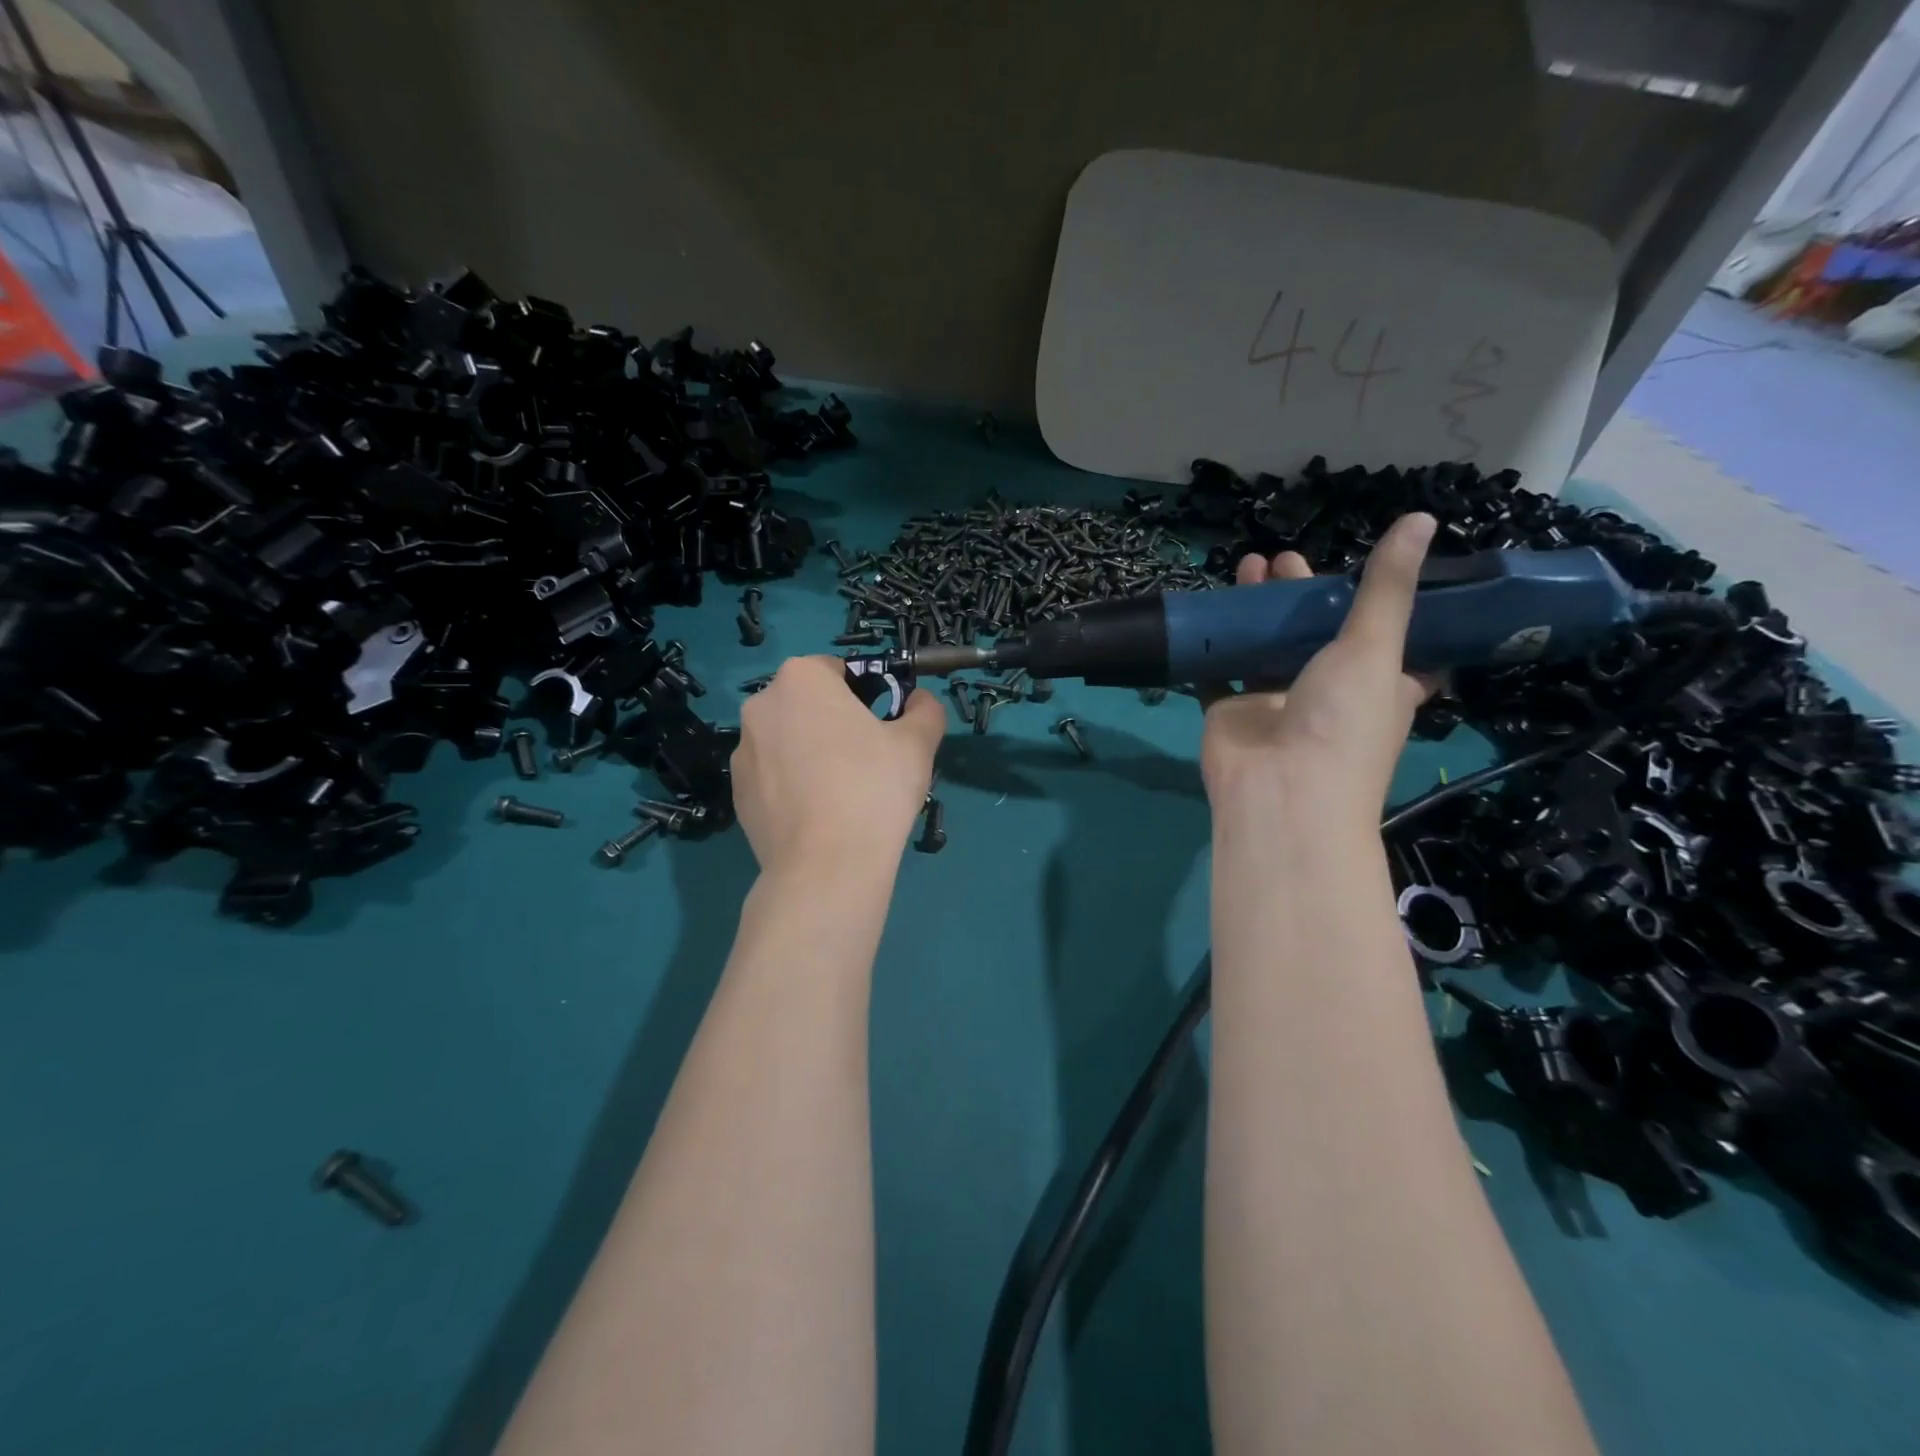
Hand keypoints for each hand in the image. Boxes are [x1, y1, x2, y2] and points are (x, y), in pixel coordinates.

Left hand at [732, 655, 945, 876]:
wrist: (827, 865)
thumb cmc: (874, 788)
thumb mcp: (918, 743)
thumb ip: (925, 710)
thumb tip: (920, 702)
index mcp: (801, 678)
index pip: (837, 670)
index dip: (866, 694)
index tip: (883, 726)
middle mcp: (761, 705)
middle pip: (807, 704)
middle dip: (834, 722)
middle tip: (866, 759)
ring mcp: (742, 752)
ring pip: (787, 741)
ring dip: (810, 753)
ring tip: (841, 793)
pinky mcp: (737, 794)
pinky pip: (773, 777)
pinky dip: (793, 786)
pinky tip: (818, 816)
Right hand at [1201, 512, 1436, 814]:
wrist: (1280, 791)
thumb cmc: (1342, 722)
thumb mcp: (1375, 647)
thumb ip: (1387, 587)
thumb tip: (1422, 517)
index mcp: (1377, 683)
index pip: (1388, 639)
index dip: (1379, 604)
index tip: (1369, 567)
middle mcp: (1327, 691)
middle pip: (1314, 633)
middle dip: (1301, 595)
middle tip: (1285, 558)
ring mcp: (1274, 701)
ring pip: (1264, 646)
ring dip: (1256, 609)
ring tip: (1248, 564)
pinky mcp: (1231, 709)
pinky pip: (1219, 670)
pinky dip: (1213, 644)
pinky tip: (1208, 612)